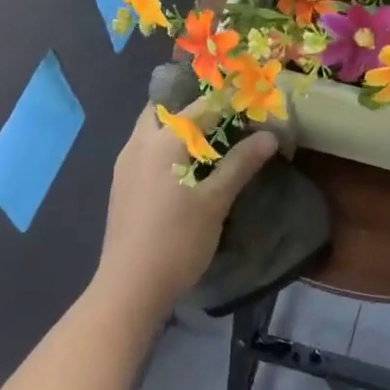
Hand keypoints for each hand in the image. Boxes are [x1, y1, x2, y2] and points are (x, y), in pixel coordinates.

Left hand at [93, 101, 277, 321]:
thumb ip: (240, 164)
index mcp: (162, 141)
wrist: (130, 286)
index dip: (225, 102)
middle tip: (221, 118)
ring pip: (149, 131)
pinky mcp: (121, 187)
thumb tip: (268, 135)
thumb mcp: (216, 201)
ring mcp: (124, 166)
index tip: (247, 102)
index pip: (198, 107)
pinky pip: (144, 151)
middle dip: (190, 109)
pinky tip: (183, 170)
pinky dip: (164, 149)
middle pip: (162, 110)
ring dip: (175, 129)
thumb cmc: (177, 239)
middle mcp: (138, 145)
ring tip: (207, 142)